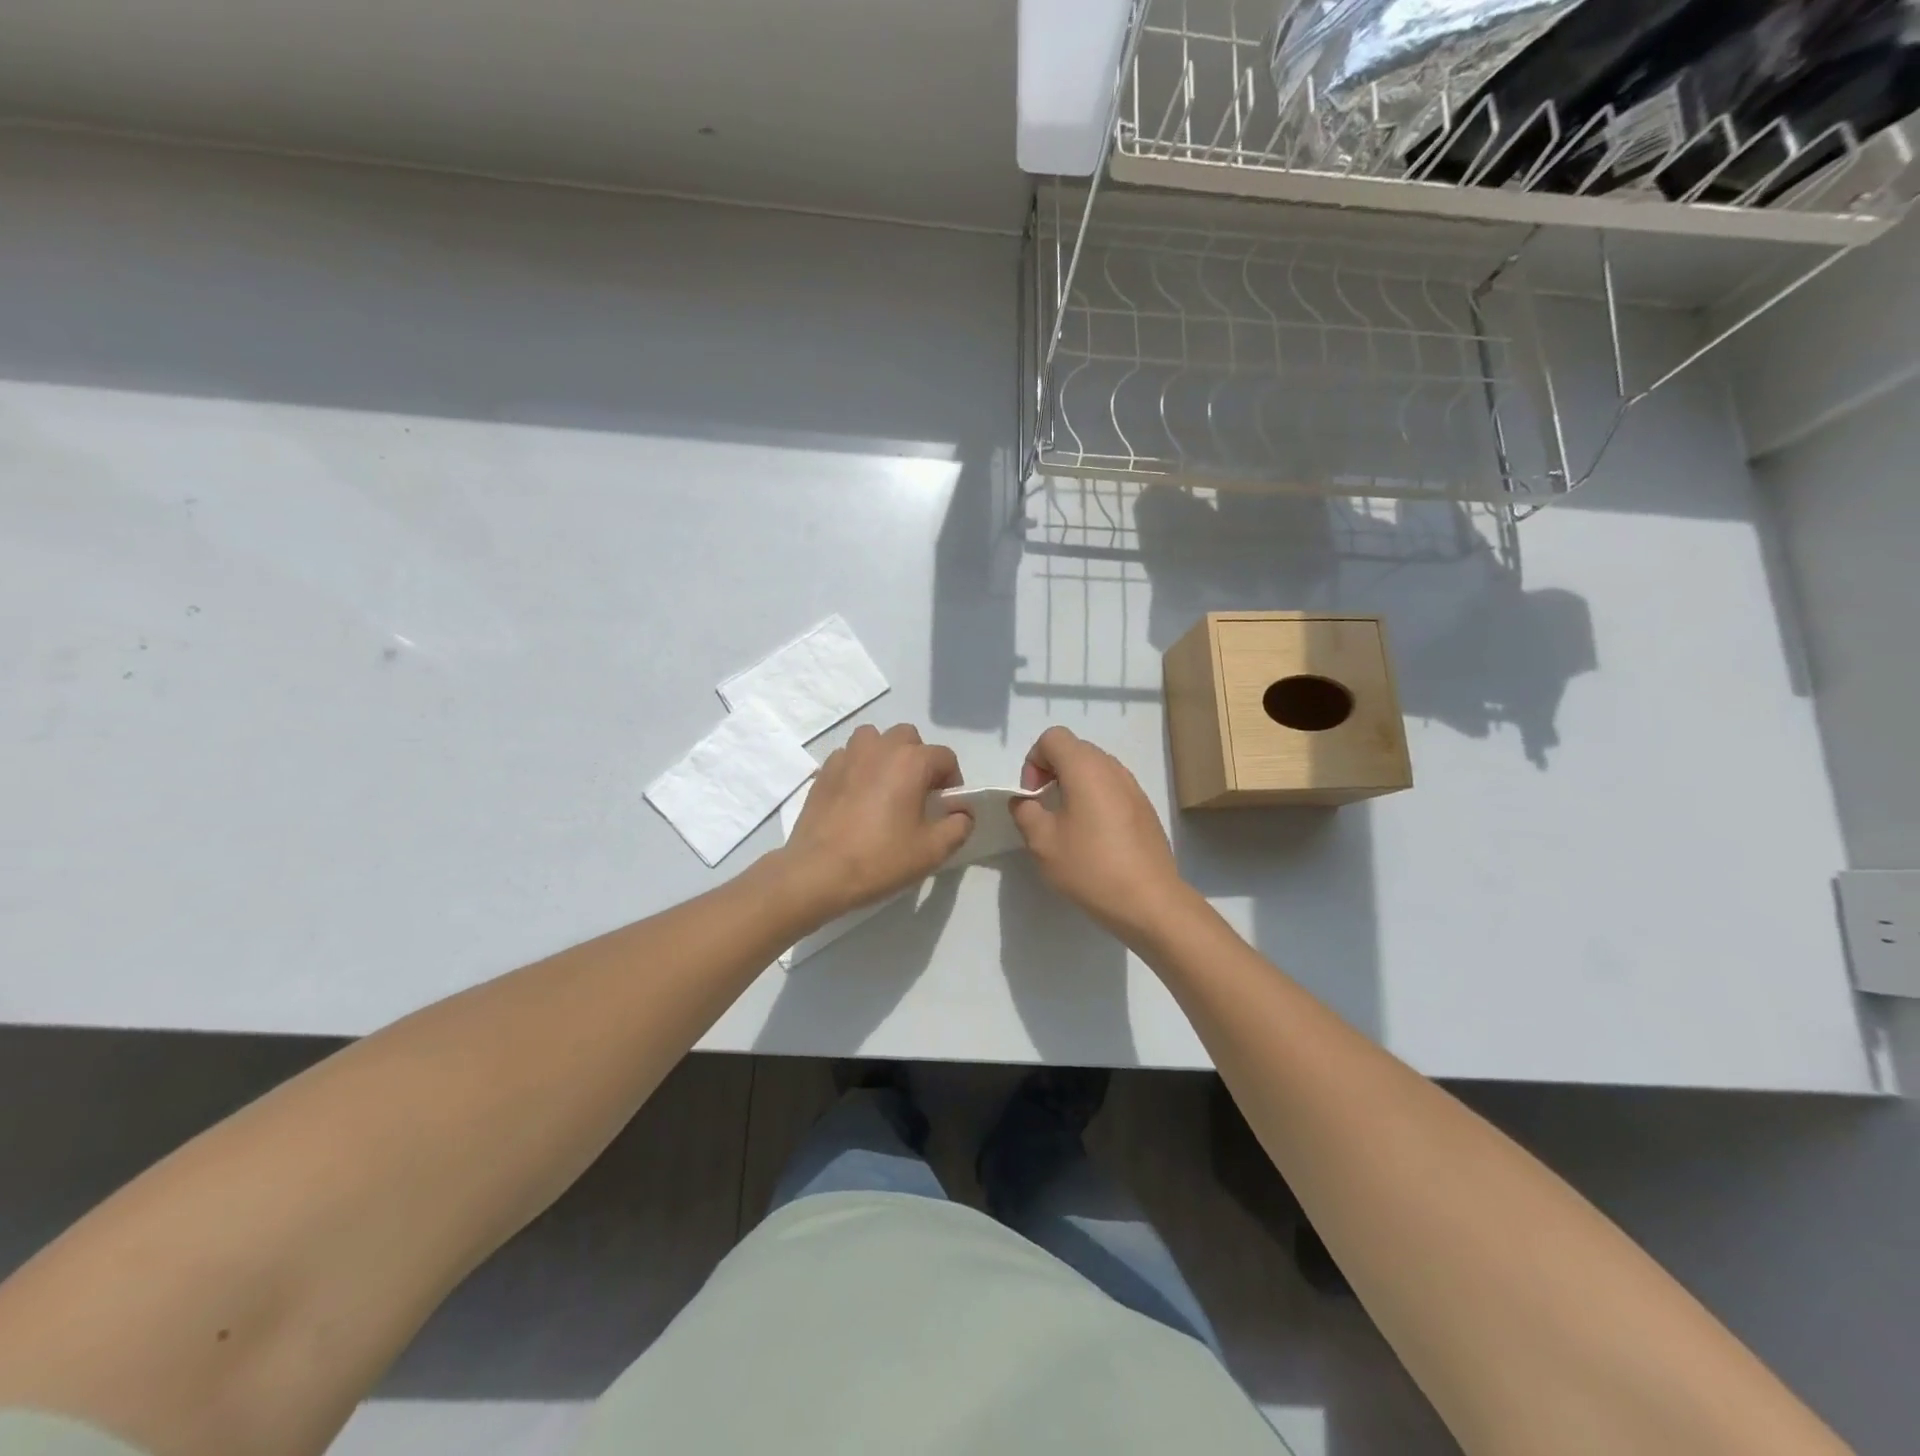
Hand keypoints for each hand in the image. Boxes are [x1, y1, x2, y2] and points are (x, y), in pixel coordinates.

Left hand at [777, 724, 972, 921]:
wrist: (818, 871)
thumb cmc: (880, 858)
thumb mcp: (932, 850)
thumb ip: (959, 825)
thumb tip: (962, 812)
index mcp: (911, 761)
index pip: (945, 757)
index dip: (952, 781)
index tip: (944, 808)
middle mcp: (880, 747)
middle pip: (909, 739)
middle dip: (919, 760)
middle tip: (916, 794)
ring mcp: (848, 755)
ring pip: (875, 739)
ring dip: (886, 755)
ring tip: (885, 787)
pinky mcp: (824, 770)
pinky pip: (849, 756)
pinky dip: (859, 767)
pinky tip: (857, 796)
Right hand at [1010, 726, 1191, 940]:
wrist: (1149, 900)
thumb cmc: (1090, 866)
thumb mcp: (1042, 842)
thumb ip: (1025, 811)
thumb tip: (1024, 801)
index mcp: (1085, 768)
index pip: (1052, 737)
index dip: (1034, 761)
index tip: (1032, 796)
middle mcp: (1112, 768)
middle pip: (1074, 749)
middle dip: (1052, 771)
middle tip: (1044, 809)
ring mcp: (1133, 787)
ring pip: (1095, 768)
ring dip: (1074, 785)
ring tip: (1068, 823)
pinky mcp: (1144, 807)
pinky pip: (1112, 788)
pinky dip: (1095, 798)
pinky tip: (1093, 837)